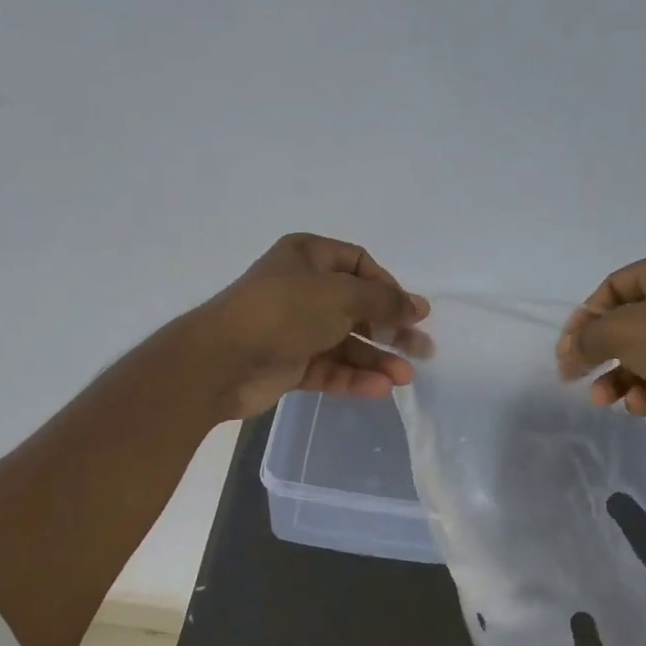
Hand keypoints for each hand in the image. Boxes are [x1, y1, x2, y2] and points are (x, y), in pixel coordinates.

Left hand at [190, 233, 429, 419]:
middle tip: (423, 349)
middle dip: (390, 329)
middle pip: (357, 307)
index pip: (359, 264)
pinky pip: (330, 369)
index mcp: (309, 257)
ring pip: (345, 343)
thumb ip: (384, 300)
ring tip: (405, 377)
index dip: (388, 286)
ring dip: (376, 359)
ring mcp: (295, 329)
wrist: (222, 361)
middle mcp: (302, 290)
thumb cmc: (283, 312)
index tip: (411, 311)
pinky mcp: (290, 365)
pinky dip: (353, 378)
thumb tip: (419, 307)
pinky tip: (379, 389)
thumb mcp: (340, 295)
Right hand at [556, 247, 645, 441]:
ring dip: (619, 380)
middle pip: (629, 325)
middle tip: (576, 376)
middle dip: (601, 355)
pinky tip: (640, 404)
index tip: (566, 348)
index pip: (614, 286)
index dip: (584, 317)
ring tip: (603, 399)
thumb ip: (585, 340)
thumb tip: (567, 355)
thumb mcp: (620, 330)